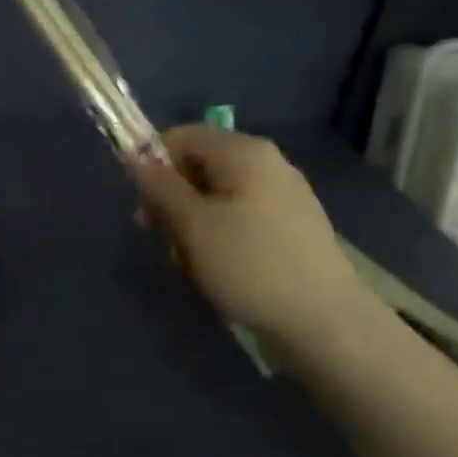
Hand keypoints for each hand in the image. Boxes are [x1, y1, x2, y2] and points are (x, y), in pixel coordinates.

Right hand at [131, 124, 369, 345]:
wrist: (323, 320)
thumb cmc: (249, 264)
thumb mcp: (193, 225)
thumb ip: (160, 187)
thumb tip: (135, 157)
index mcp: (244, 152)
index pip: (183, 136)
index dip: (154, 163)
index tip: (142, 204)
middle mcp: (267, 163)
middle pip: (201, 167)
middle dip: (173, 200)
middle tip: (161, 239)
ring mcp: (284, 195)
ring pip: (218, 197)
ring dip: (193, 225)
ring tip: (190, 264)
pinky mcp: (291, 227)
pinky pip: (241, 218)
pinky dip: (220, 237)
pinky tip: (218, 270)